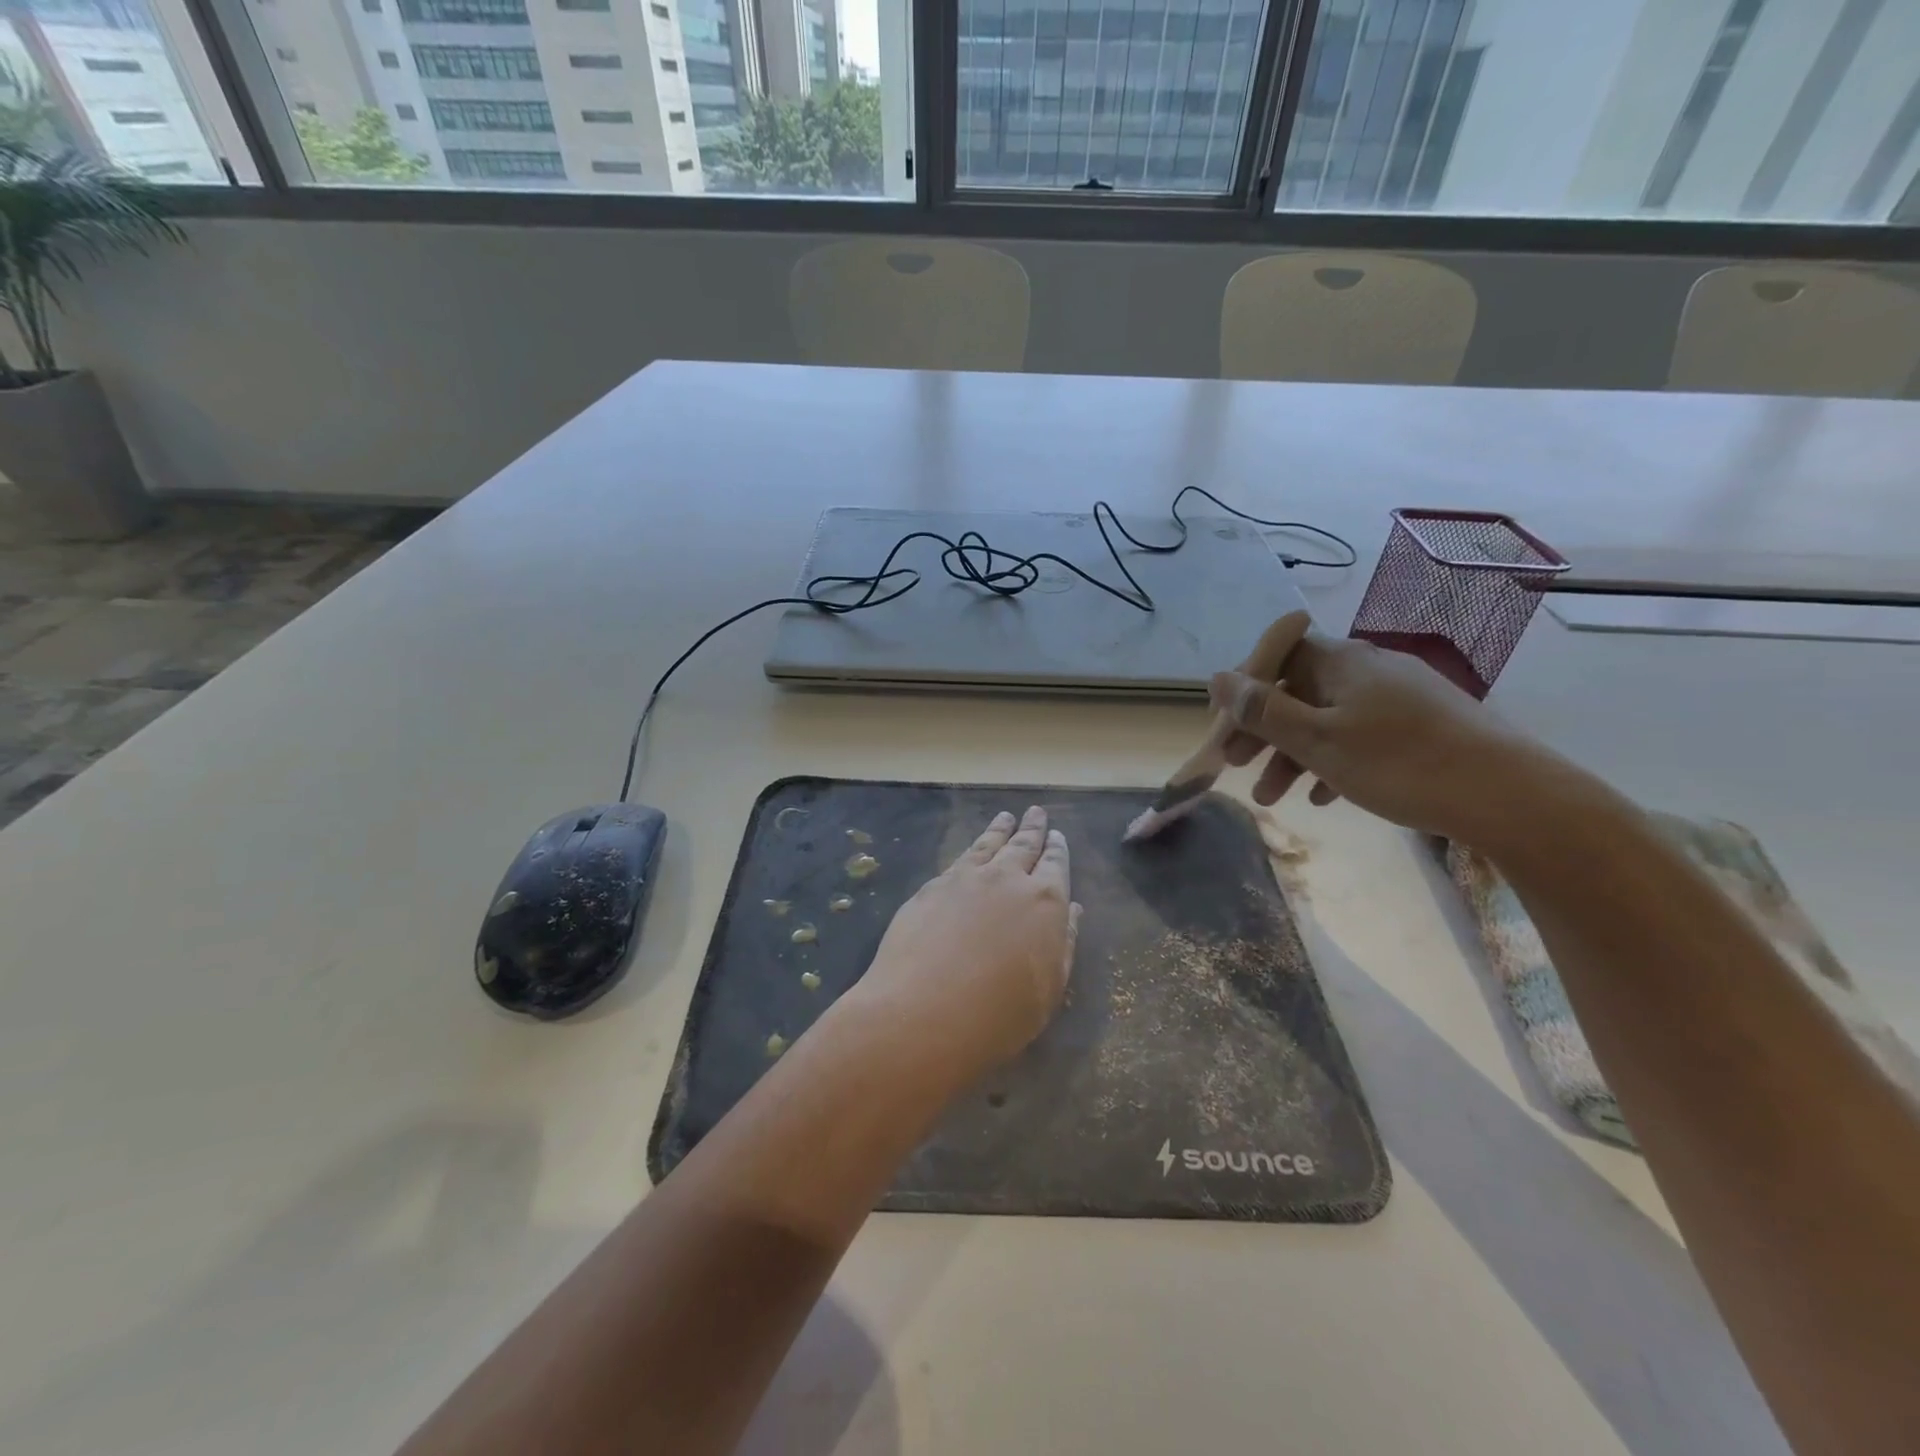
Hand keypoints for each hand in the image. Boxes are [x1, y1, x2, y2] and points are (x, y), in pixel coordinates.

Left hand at [846, 806, 1080, 1084]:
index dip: (1057, 849)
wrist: (925, 1012)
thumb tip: (1072, 910)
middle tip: (1036, 812)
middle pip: (1023, 845)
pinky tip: (971, 850)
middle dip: (1032, 829)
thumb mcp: (1048, 989)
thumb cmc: (999, 1015)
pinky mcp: (932, 887)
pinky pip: (959, 859)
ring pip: (988, 845)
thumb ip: (1063, 944)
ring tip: (1005, 817)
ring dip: (1000, 829)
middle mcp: (1007, 879)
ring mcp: (966, 879)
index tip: (1057, 835)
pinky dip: (972, 848)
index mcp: (1045, 902)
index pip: (1055, 865)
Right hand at [1212, 624, 1559, 845]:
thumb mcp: (1317, 740)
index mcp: (1341, 661)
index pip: (1275, 656)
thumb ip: (1262, 710)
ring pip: (1327, 717)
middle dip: (1263, 731)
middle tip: (1238, 767)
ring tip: (1274, 798)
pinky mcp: (1424, 723)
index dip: (1244, 689)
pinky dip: (1334, 760)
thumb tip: (1217, 678)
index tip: (1226, 729)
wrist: (1511, 796)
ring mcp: (1400, 695)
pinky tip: (1325, 797)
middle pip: (1298, 690)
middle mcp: (1368, 666)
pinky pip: (1361, 734)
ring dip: (1293, 754)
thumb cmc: (1399, 764)